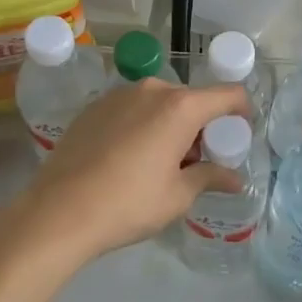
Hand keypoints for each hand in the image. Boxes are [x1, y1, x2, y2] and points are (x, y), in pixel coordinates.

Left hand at [20, 76, 251, 260]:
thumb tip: (235, 179)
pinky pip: (132, 109)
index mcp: (180, 107)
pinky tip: (129, 158)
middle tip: (197, 160)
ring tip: (161, 162)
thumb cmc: (129, 203)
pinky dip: (142, 125)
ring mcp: (118, 95)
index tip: (240, 134)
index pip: (228, 94)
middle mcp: (151, 90)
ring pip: (160, 103)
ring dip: (170, 124)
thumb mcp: (178, 195)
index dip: (242, 111)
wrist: (59, 211)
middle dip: (202, 125)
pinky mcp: (93, 107)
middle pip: (192, 99)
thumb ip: (210, 177)